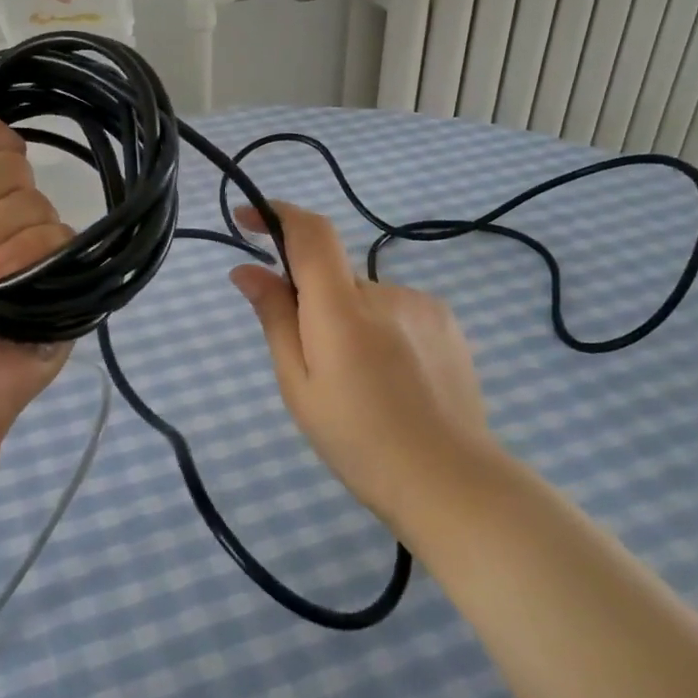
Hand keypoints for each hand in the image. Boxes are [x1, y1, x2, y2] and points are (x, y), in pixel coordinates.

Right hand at [228, 201, 497, 529]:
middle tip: (314, 365)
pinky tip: (393, 381)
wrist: (451, 481)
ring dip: (349, 322)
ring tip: (361, 384)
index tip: (246, 219)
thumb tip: (247, 271)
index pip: (311, 233)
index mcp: (343, 309)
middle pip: (333, 275)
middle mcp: (385, 292)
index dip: (276, 216)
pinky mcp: (447, 322)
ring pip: (364, 298)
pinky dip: (380, 331)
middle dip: (312, 303)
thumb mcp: (299, 386)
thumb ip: (275, 319)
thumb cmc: (359, 441)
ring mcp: (423, 305)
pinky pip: (395, 311)